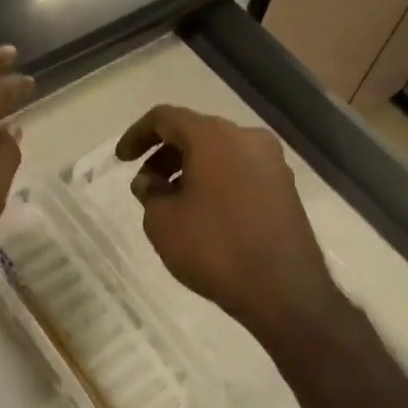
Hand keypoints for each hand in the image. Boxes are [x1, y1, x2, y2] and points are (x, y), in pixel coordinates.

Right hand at [116, 105, 344, 350]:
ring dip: (190, 168)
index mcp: (214, 136)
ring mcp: (272, 161)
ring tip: (172, 202)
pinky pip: (240, 170)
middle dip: (165, 154)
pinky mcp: (285, 187)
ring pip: (220, 152)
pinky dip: (216, 180)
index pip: (166, 118)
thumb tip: (151, 182)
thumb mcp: (163, 222)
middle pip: (196, 132)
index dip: (138, 134)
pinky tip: (204, 212)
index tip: (122, 160)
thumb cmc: (215, 248)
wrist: (283, 290)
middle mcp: (247, 138)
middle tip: (146, 185)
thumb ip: (149, 193)